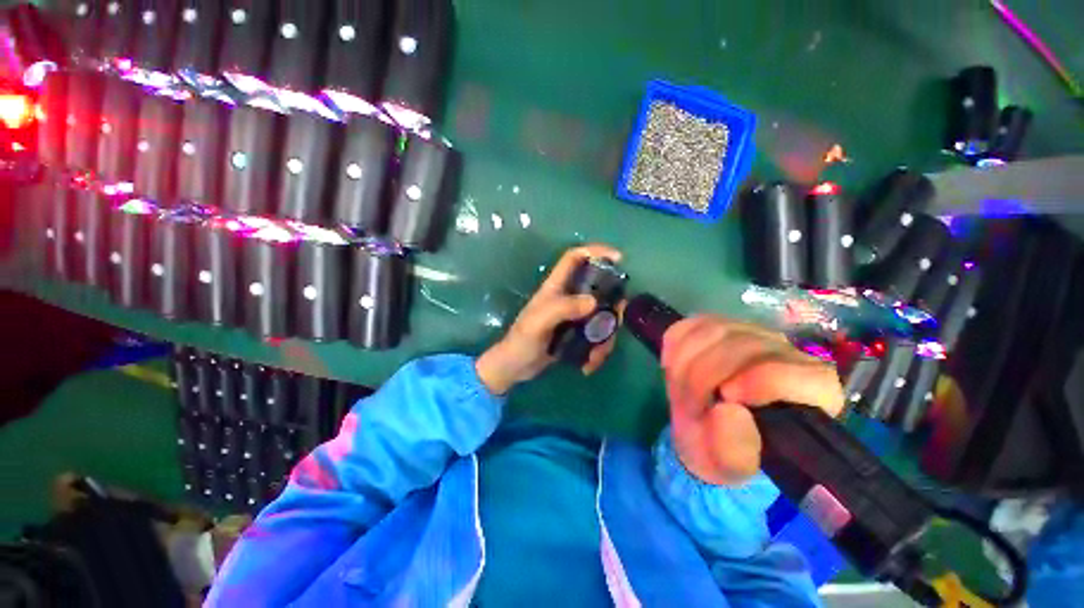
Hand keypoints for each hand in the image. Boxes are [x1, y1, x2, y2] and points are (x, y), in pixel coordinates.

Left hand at [476, 244, 622, 394]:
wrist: (515, 367)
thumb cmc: (522, 341)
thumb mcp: (538, 322)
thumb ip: (562, 308)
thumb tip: (593, 302)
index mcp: (556, 287)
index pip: (574, 258)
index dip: (595, 251)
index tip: (618, 258)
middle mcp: (568, 297)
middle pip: (599, 288)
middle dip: (612, 304)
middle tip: (615, 322)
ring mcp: (575, 316)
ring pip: (603, 315)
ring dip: (606, 337)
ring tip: (596, 356)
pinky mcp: (578, 333)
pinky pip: (598, 335)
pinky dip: (599, 350)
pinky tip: (588, 365)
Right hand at [661, 315, 843, 484]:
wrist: (702, 429)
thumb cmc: (725, 451)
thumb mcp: (728, 466)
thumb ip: (734, 450)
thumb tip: (728, 412)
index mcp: (812, 393)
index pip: (799, 373)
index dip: (760, 381)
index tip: (725, 399)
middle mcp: (786, 354)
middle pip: (742, 346)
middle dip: (702, 378)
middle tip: (690, 409)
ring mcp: (748, 333)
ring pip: (711, 331)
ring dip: (684, 366)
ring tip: (681, 394)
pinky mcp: (715, 325)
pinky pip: (687, 327)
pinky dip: (674, 349)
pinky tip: (676, 370)